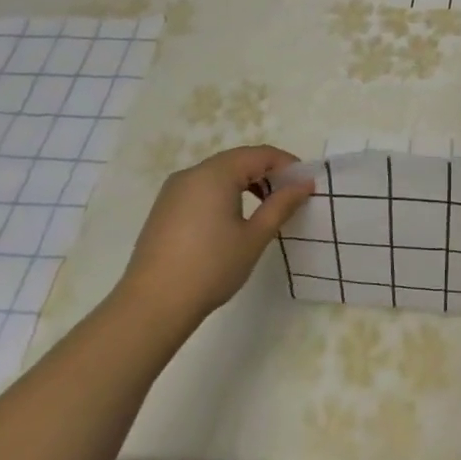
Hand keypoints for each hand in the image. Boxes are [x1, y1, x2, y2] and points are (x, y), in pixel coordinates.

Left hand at [108, 145, 313, 327]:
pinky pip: (202, 188)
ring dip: (246, 182)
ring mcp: (173, 190)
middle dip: (267, 172)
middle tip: (290, 196)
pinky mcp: (165, 208)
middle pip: (238, 160)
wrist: (153, 304)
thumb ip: (281, 205)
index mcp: (215, 175)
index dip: (287, 164)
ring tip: (266, 207)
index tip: (307, 183)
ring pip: (219, 174)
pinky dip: (225, 193)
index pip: (259, 154)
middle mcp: (192, 174)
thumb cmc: (212, 267)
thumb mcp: (254, 236)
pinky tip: (234, 218)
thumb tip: (304, 184)